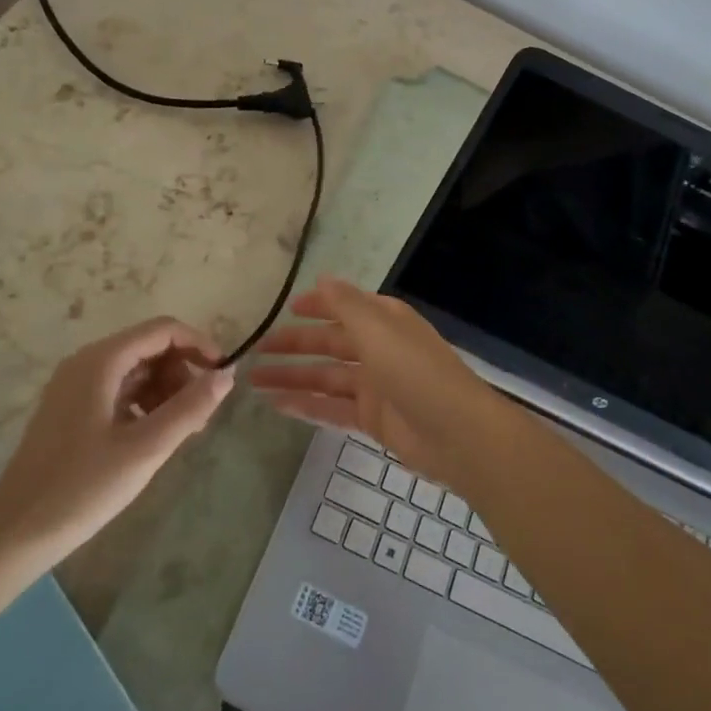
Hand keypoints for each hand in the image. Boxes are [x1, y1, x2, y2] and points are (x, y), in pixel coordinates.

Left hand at [0, 318, 233, 557]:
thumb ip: (190, 407)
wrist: (14, 536)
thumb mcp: (146, 448)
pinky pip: (120, 391)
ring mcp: (75, 387)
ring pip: (137, 371)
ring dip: (167, 392)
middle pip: (151, 348)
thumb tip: (227, 375)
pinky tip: (153, 438)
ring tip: (183, 432)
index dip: (199, 345)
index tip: (223, 377)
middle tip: (202, 417)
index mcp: (101, 361)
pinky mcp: (71, 410)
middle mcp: (86, 363)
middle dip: (183, 374)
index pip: (163, 330)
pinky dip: (145, 405)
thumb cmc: (82, 488)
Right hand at [250, 277, 494, 477]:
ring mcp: (375, 385)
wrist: (457, 433)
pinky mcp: (372, 419)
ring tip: (254, 381)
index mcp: (385, 321)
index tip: (286, 309)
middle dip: (295, 345)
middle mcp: (379, 348)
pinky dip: (306, 405)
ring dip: (293, 377)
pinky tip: (277, 405)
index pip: (345, 307)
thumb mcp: (378, 329)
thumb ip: (346, 304)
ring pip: (326, 377)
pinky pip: (331, 407)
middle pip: (330, 343)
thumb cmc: (416, 372)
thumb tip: (322, 277)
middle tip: (256, 350)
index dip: (317, 306)